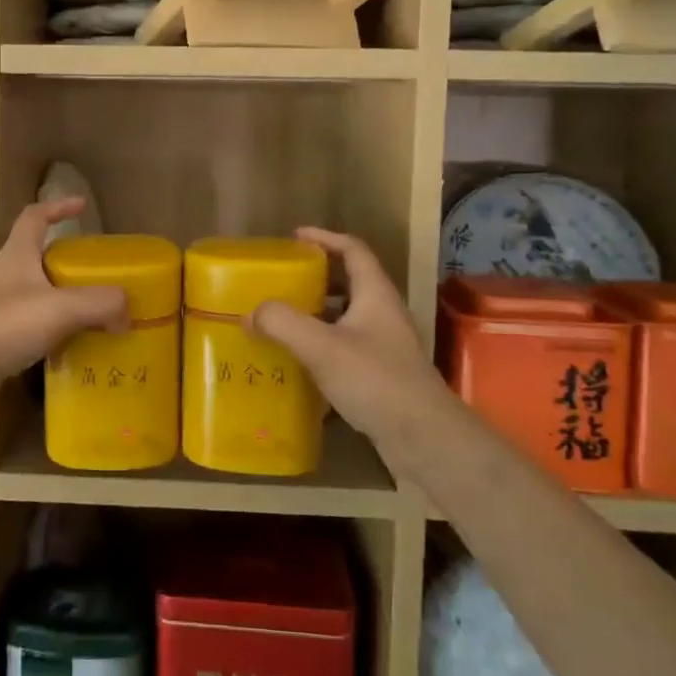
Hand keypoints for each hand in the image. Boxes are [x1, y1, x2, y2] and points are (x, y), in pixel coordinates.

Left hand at [0, 199, 126, 391]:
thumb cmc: (4, 325)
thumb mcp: (60, 308)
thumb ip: (100, 303)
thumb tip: (127, 311)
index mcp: (17, 255)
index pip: (35, 217)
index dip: (58, 207)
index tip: (82, 207)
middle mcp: (6, 276)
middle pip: (39, 257)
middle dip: (69, 262)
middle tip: (100, 275)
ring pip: (37, 295)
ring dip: (63, 300)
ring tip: (94, 314)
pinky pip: (32, 328)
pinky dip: (54, 333)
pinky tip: (72, 348)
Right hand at [248, 228, 450, 463]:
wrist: (424, 438)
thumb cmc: (376, 380)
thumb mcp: (322, 347)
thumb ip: (283, 323)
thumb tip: (251, 311)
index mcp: (375, 294)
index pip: (353, 250)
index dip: (325, 238)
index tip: (295, 237)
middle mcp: (383, 313)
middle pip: (349, 282)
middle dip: (315, 277)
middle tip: (281, 280)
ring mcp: (385, 345)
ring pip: (346, 317)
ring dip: (316, 313)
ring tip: (282, 319)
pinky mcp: (381, 374)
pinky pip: (346, 346)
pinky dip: (322, 344)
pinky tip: (299, 361)